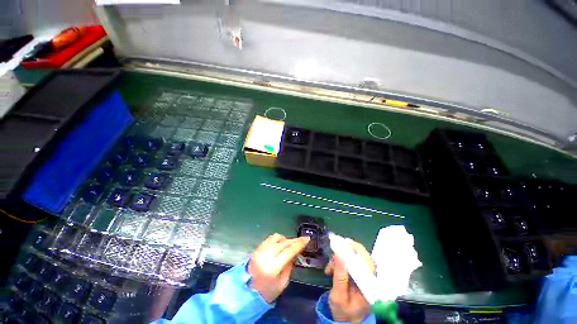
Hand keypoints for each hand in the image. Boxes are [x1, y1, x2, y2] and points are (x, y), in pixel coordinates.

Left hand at [248, 233, 309, 302]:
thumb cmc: (267, 292)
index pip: (289, 251)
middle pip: (284, 242)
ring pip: (277, 237)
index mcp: (272, 267)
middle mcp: (266, 255)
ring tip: (289, 245)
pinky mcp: (257, 248)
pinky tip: (280, 245)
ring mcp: (260, 250)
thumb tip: (295, 252)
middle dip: (294, 241)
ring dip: (285, 239)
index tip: (307, 238)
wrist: (246, 291)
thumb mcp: (282, 283)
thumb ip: (290, 266)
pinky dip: (278, 239)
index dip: (299, 244)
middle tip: (301, 241)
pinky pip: (270, 238)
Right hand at [325, 239, 374, 322]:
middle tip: (331, 259)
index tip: (337, 248)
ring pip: (352, 254)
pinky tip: (332, 269)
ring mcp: (364, 273)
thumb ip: (340, 275)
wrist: (347, 318)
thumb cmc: (343, 310)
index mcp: (369, 284)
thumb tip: (339, 253)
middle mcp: (370, 276)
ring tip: (329, 269)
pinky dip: (339, 260)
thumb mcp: (338, 296)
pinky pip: (349, 259)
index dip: (352, 249)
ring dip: (339, 257)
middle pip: (360, 253)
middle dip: (343, 252)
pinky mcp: (358, 271)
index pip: (365, 259)